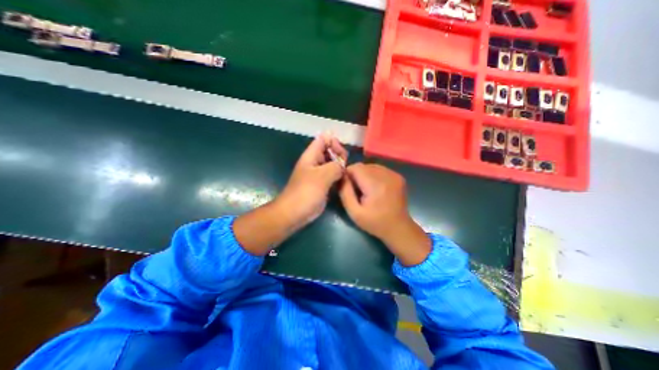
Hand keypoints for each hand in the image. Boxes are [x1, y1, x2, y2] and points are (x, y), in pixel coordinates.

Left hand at [276, 132, 348, 228]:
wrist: (294, 213)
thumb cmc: (305, 192)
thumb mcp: (322, 176)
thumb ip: (335, 166)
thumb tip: (343, 164)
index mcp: (311, 156)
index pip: (323, 139)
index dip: (334, 142)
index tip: (342, 154)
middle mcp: (315, 162)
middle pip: (330, 151)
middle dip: (340, 155)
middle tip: (345, 166)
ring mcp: (319, 174)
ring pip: (333, 164)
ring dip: (341, 167)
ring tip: (346, 174)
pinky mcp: (323, 185)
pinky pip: (333, 176)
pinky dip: (339, 176)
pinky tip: (344, 182)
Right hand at [339, 163, 433, 266]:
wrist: (398, 228)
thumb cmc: (374, 222)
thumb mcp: (354, 212)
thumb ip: (345, 192)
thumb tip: (341, 176)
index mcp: (375, 184)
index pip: (355, 167)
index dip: (347, 174)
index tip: (346, 185)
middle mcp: (386, 175)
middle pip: (363, 166)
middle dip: (356, 174)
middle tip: (356, 189)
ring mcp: (394, 174)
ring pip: (371, 166)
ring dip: (364, 174)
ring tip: (365, 189)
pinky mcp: (398, 176)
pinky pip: (380, 169)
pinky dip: (373, 175)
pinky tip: (375, 187)